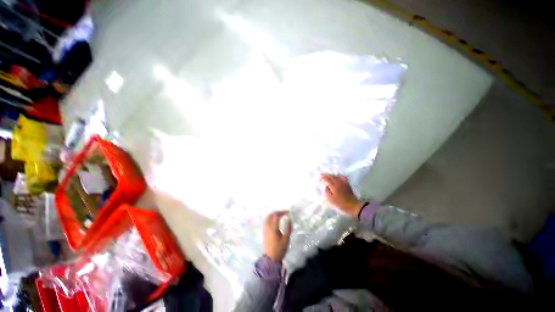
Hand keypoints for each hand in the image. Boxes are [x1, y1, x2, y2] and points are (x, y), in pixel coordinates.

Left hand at [263, 210, 291, 261]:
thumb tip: (289, 219)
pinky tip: (275, 220)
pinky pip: (266, 221)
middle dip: (277, 212)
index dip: (282, 212)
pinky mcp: (264, 232)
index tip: (288, 212)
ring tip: (280, 215)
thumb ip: (288, 228)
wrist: (270, 259)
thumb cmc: (279, 249)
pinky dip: (271, 217)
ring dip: (273, 214)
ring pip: (267, 217)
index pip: (276, 216)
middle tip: (284, 212)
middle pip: (271, 215)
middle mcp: (268, 227)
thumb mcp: (286, 239)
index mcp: (273, 228)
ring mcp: (265, 229)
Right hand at [320, 173, 363, 217]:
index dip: (322, 178)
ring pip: (336, 175)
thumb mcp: (331, 200)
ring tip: (328, 176)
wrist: (353, 205)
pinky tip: (337, 176)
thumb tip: (326, 187)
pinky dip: (338, 175)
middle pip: (331, 176)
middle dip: (325, 175)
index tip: (319, 180)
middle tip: (321, 175)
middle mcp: (338, 182)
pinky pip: (342, 176)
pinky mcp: (347, 183)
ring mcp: (343, 182)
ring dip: (331, 175)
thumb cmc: (341, 203)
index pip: (326, 179)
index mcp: (333, 185)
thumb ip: (327, 192)